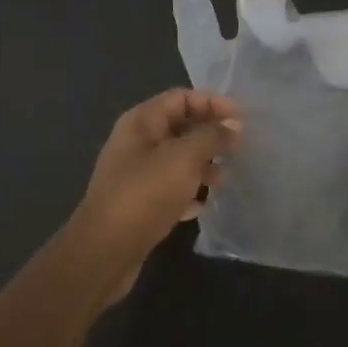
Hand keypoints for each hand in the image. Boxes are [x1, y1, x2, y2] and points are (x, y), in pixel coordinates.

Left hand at [73, 89, 240, 302]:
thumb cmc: (145, 193)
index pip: (181, 97)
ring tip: (225, 179)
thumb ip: (212, 136)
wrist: (106, 249)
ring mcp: (137, 174)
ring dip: (204, 165)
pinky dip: (189, 191)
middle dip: (211, 135)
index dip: (213, 103)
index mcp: (142, 121)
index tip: (241, 119)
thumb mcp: (185, 158)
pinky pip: (171, 188)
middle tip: (240, 148)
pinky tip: (203, 205)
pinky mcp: (140, 203)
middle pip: (181, 127)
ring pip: (178, 159)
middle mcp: (137, 142)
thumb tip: (234, 126)